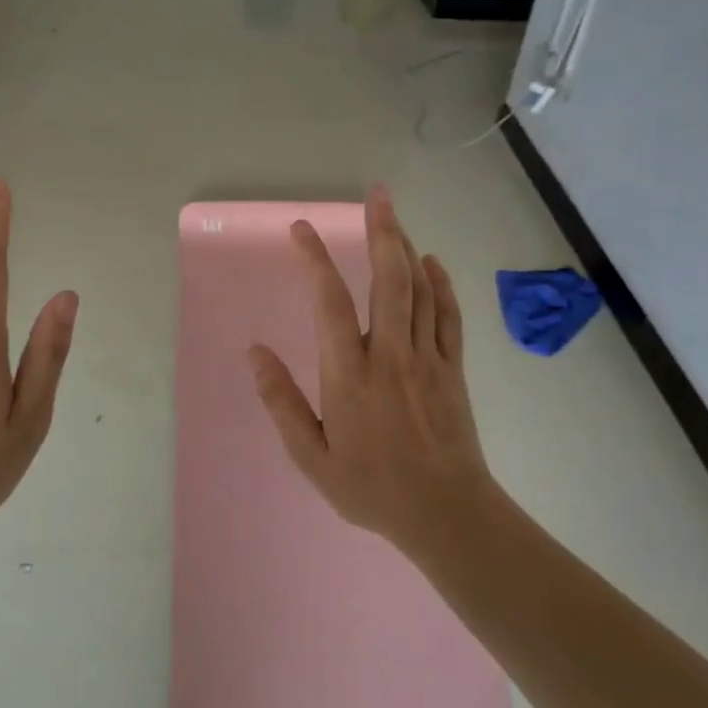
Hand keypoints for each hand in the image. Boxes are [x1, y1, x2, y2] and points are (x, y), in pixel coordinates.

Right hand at [249, 186, 498, 556]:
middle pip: (387, 280)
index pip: (329, 302)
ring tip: (394, 215)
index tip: (301, 230)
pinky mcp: (453, 369)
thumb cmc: (370, 487)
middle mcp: (389, 355)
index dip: (315, 260)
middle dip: (381, 231)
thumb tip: (254, 352)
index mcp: (349, 375)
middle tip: (376, 194)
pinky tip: (432, 262)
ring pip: (420, 290)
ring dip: (406, 247)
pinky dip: (441, 283)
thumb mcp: (311, 456)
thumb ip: (281, 402)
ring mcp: (427, 359)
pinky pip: (448, 315)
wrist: (446, 513)